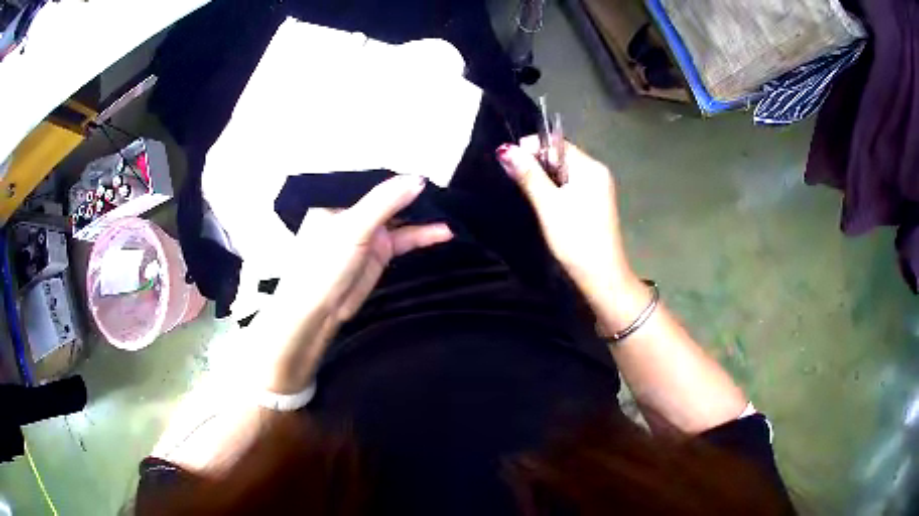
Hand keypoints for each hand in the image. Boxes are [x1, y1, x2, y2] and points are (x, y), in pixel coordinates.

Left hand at [252, 175, 452, 392]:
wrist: (318, 310)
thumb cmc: (325, 262)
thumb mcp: (354, 226)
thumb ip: (385, 202)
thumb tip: (418, 179)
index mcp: (340, 198)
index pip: (375, 180)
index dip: (401, 176)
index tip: (430, 172)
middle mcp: (355, 211)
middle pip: (391, 198)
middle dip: (416, 195)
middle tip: (447, 191)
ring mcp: (369, 232)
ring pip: (401, 218)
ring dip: (424, 216)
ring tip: (453, 211)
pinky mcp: (380, 252)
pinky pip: (405, 238)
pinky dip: (423, 235)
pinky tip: (444, 232)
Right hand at [496, 136, 634, 300]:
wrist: (602, 277)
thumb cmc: (575, 239)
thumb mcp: (548, 205)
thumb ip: (528, 175)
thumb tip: (505, 148)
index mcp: (590, 167)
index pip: (556, 144)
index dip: (531, 149)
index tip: (511, 166)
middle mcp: (597, 172)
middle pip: (560, 157)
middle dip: (537, 166)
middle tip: (518, 185)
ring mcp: (599, 189)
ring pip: (564, 173)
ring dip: (544, 180)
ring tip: (530, 197)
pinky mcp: (596, 204)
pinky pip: (571, 187)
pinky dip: (556, 192)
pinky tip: (546, 207)